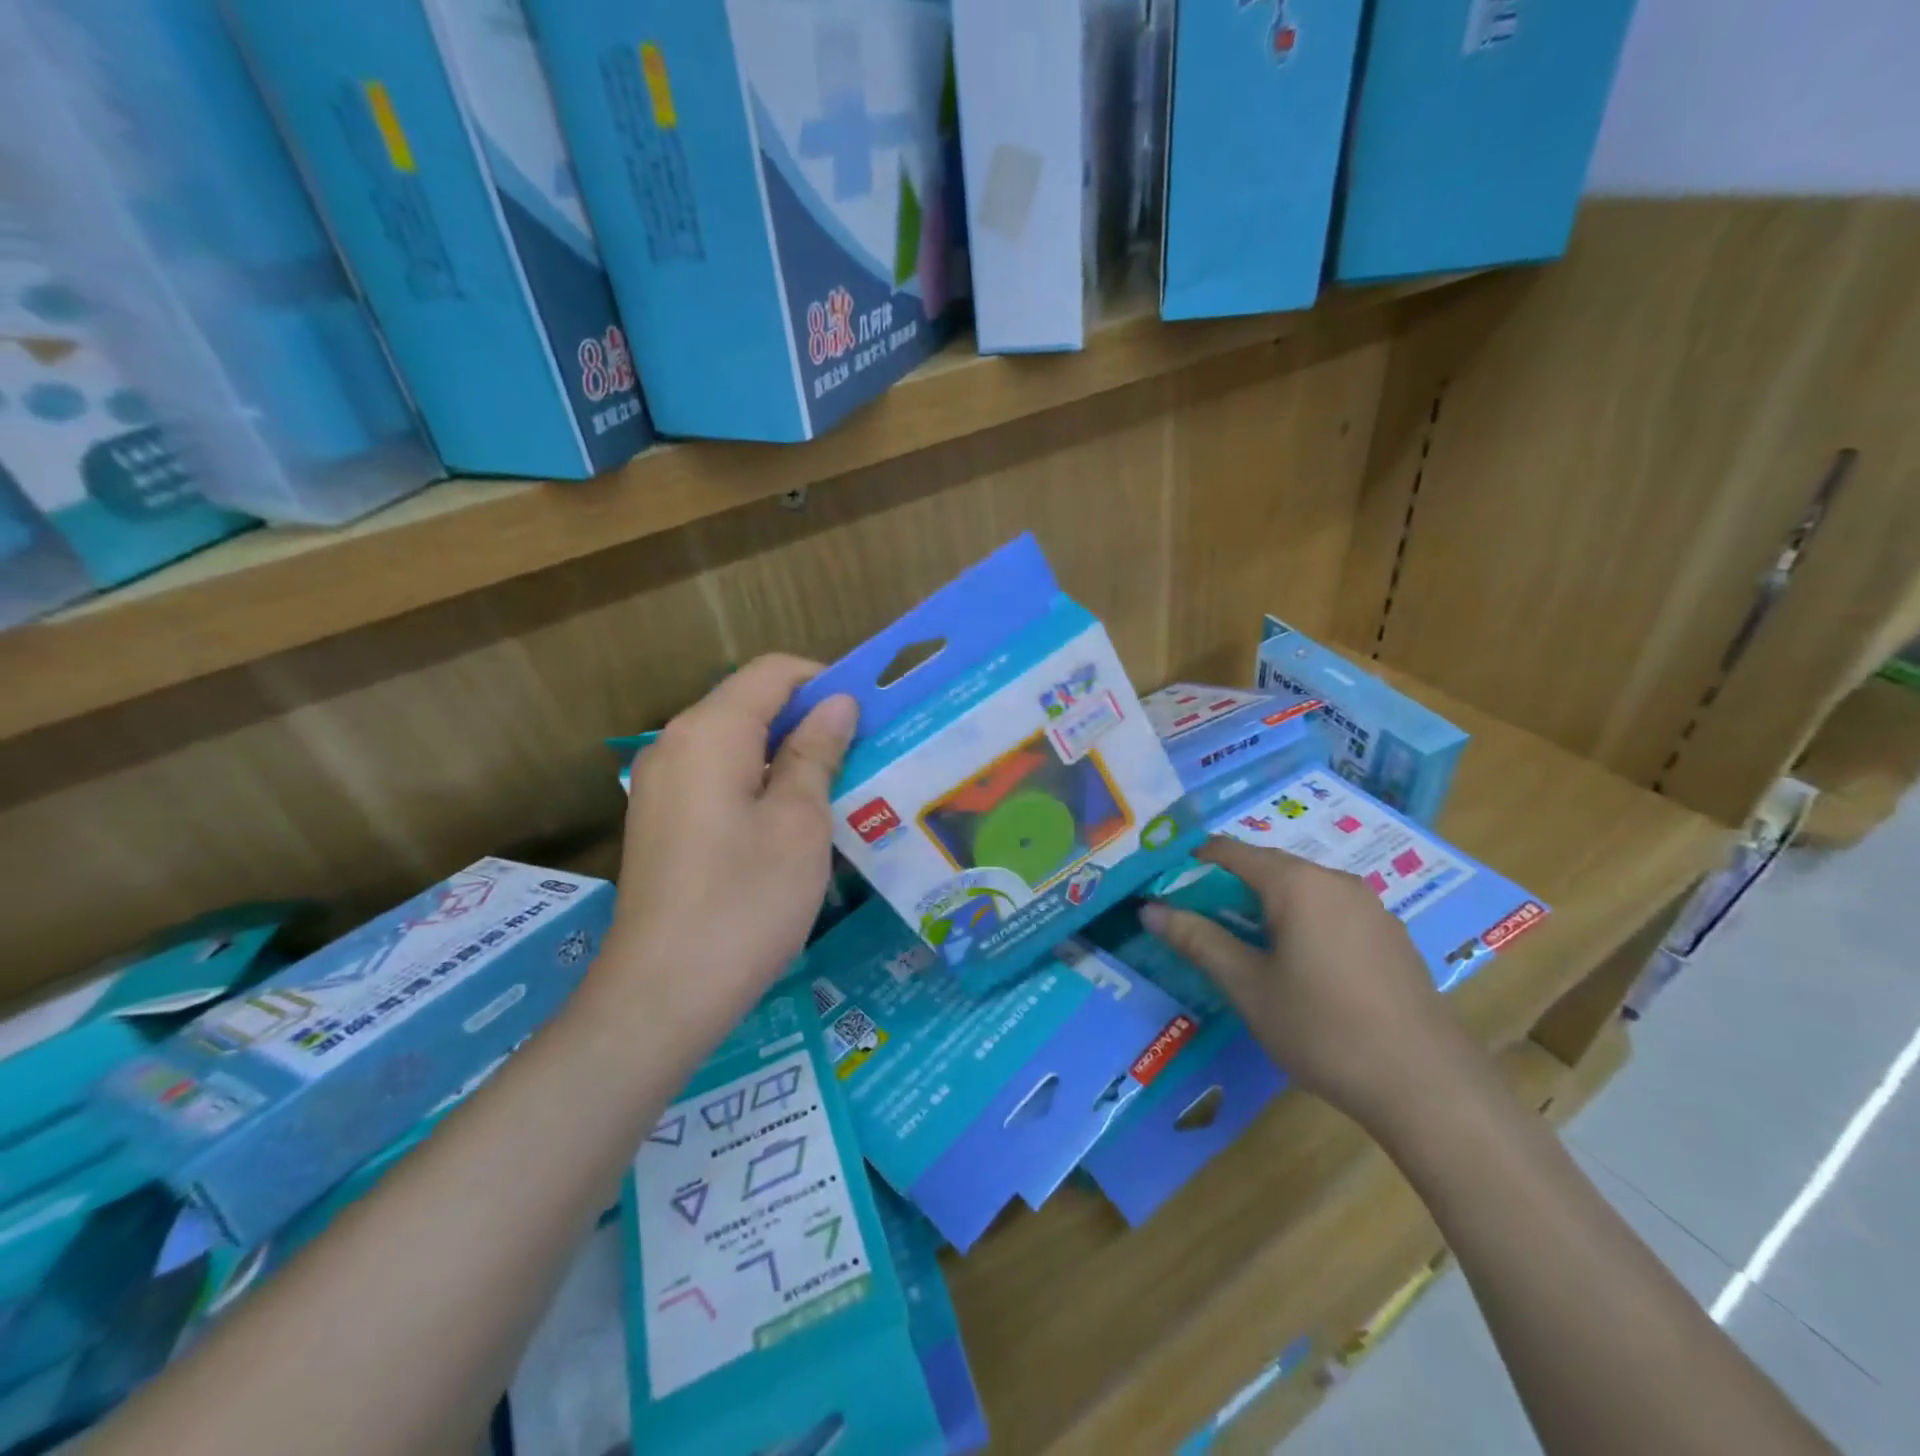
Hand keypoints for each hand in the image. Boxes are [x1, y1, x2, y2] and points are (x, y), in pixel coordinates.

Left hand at [608, 655, 858, 1038]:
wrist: (663, 995)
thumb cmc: (746, 900)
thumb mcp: (800, 821)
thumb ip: (817, 751)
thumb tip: (837, 702)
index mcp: (710, 731)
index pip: (774, 672)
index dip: (826, 681)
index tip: (871, 715)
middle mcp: (676, 744)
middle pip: (752, 704)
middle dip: (810, 720)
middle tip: (866, 755)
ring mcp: (662, 785)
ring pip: (738, 744)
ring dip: (790, 755)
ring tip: (840, 790)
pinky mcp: (662, 822)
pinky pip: (719, 779)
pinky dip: (761, 784)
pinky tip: (794, 823)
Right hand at [1142, 836, 1473, 1125]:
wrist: (1428, 1087)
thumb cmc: (1323, 1029)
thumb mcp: (1247, 986)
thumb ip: (1197, 939)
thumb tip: (1149, 909)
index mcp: (1297, 882)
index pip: (1229, 851)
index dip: (1192, 864)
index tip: (1165, 890)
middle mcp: (1335, 880)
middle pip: (1266, 867)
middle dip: (1226, 889)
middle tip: (1197, 924)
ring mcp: (1370, 906)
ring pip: (1300, 890)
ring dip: (1263, 907)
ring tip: (1242, 947)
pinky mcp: (1390, 935)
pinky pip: (1330, 911)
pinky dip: (1300, 921)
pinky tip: (1298, 966)